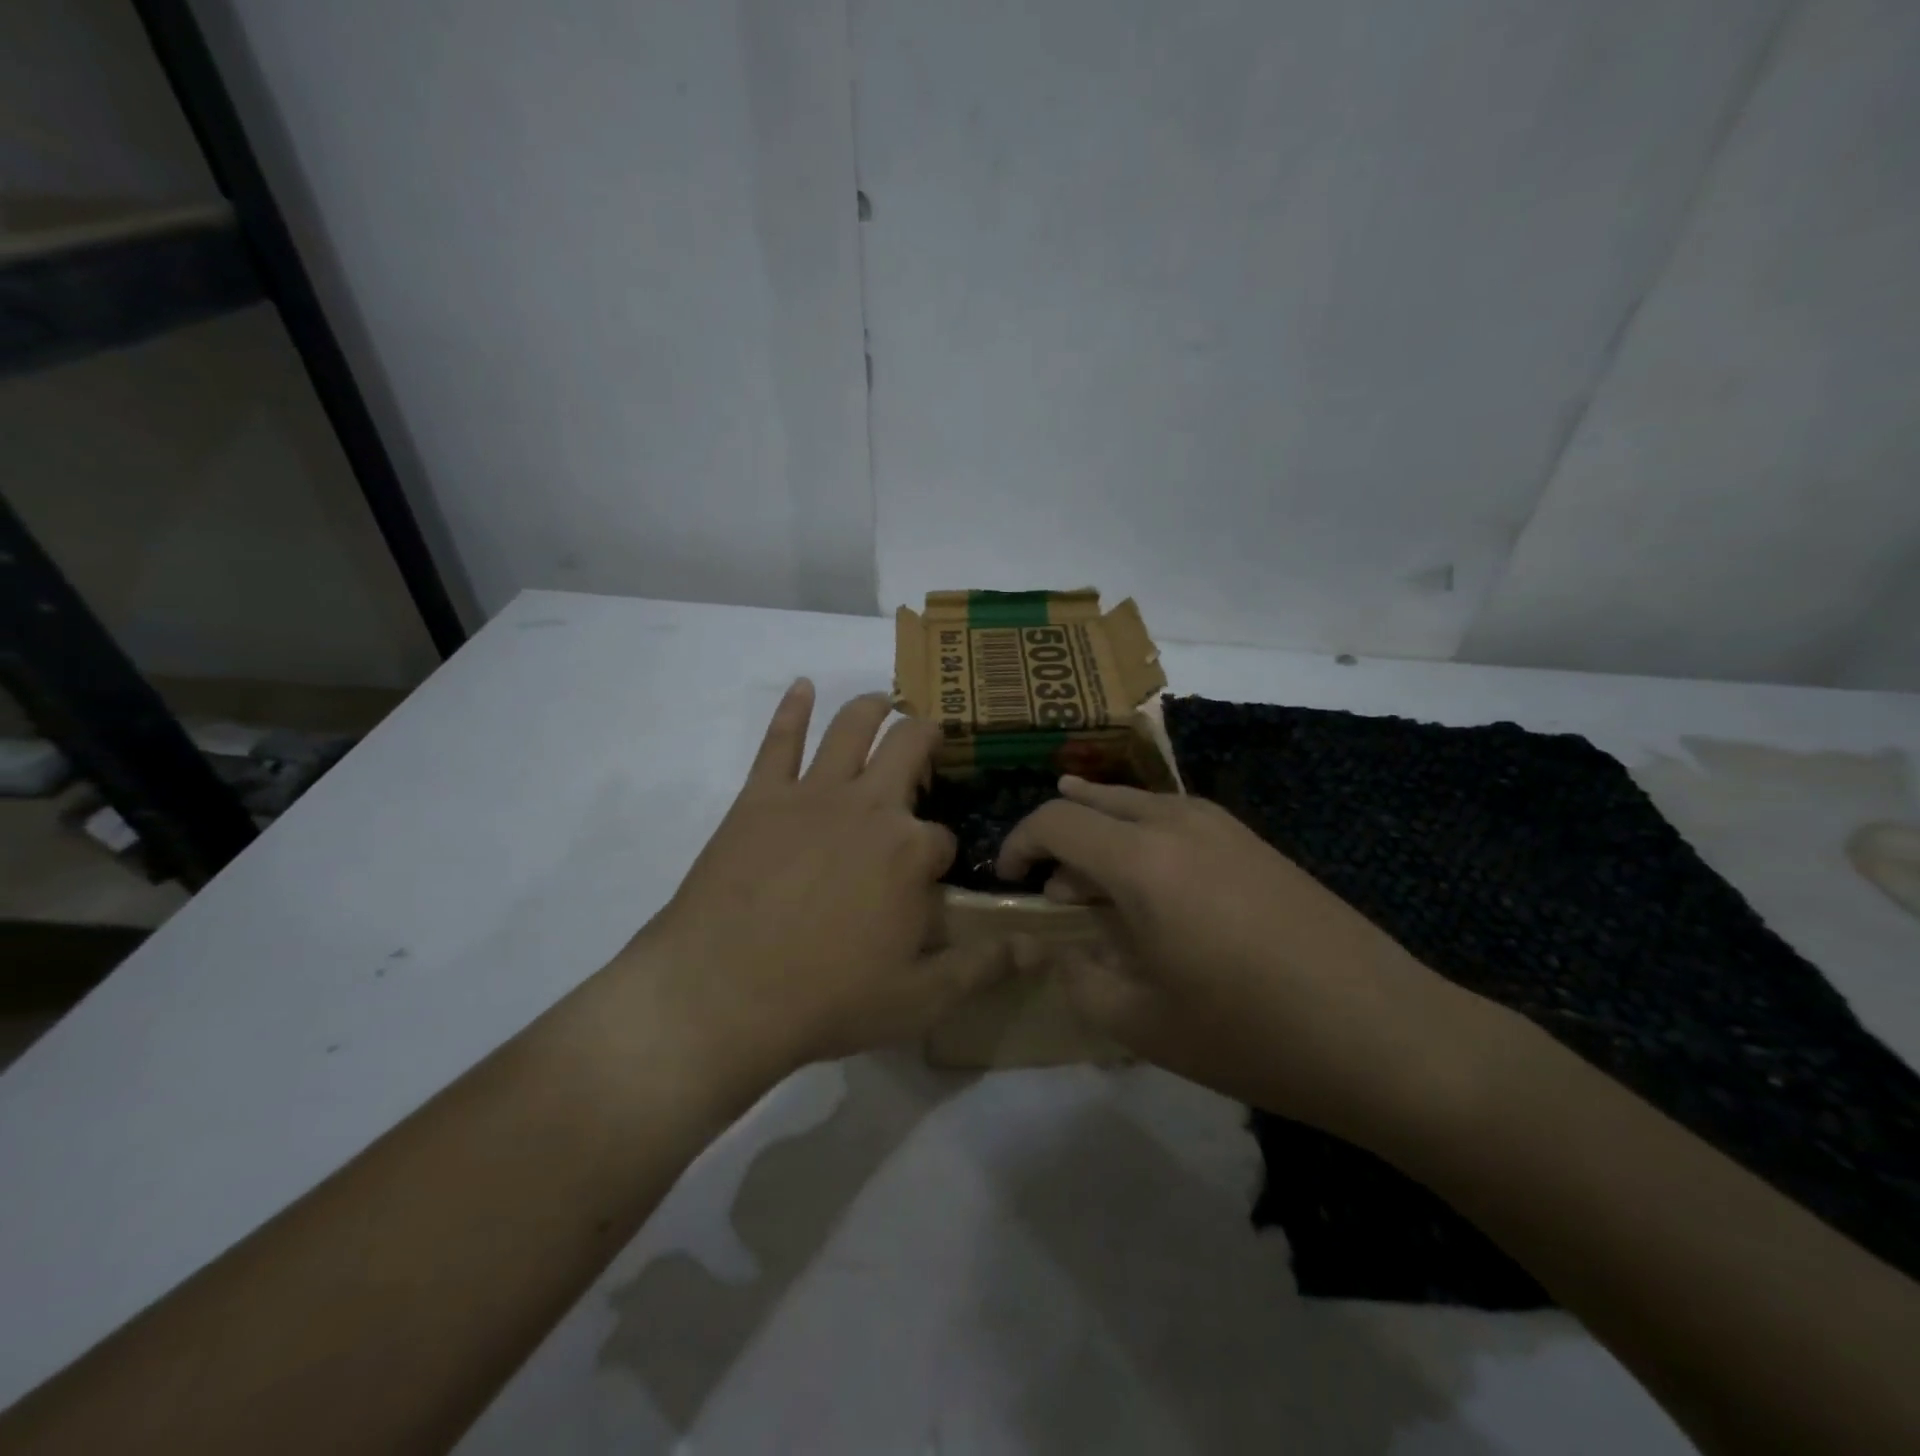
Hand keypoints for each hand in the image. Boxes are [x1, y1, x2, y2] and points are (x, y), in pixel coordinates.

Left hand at [626, 680, 1013, 1086]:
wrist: (720, 994)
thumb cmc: (826, 1000)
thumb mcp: (919, 999)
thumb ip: (982, 968)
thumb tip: (1039, 948)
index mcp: (911, 850)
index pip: (943, 837)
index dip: (942, 857)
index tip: (932, 879)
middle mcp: (871, 806)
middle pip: (910, 749)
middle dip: (928, 738)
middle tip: (933, 736)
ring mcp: (813, 794)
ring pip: (853, 727)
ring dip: (874, 707)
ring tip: (885, 700)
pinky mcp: (760, 796)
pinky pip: (779, 740)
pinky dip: (793, 708)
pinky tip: (802, 686)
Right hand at [999, 777, 1480, 1136]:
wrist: (1385, 1034)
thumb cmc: (1250, 1033)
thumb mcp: (1141, 1024)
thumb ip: (1081, 979)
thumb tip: (1065, 949)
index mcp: (1141, 860)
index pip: (1054, 821)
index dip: (1018, 844)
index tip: (1008, 880)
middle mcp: (1177, 823)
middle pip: (1092, 801)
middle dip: (1058, 837)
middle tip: (1054, 891)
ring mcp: (1222, 825)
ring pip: (1135, 804)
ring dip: (1101, 835)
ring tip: (1097, 888)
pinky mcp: (1254, 841)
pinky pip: (1174, 819)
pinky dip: (1142, 839)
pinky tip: (1156, 888)